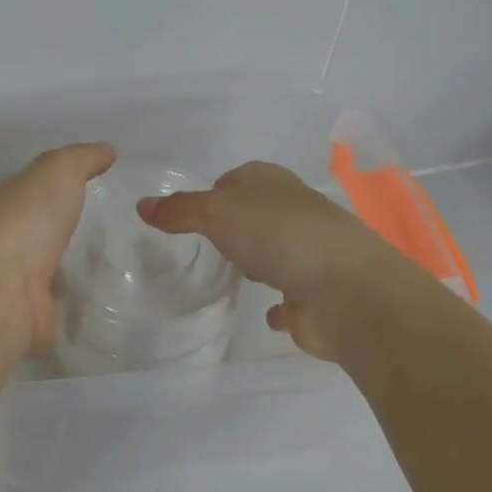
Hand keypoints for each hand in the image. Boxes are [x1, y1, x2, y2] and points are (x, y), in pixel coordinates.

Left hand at [0, 143, 115, 352]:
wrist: (4, 287)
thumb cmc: (29, 218)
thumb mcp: (59, 170)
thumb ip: (82, 158)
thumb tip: (107, 150)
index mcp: (12, 200)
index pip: (38, 187)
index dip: (63, 182)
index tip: (99, 184)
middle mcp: (11, 236)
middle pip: (44, 227)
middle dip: (70, 226)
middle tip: (116, 226)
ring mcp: (20, 277)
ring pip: (53, 266)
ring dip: (75, 265)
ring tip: (119, 263)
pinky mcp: (34, 312)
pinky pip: (63, 302)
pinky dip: (78, 300)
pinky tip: (105, 296)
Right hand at [138, 161, 435, 362]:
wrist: (350, 292)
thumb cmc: (280, 238)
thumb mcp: (217, 213)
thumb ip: (179, 210)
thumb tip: (141, 205)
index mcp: (273, 183)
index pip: (236, 179)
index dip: (212, 193)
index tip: (189, 215)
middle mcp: (295, 212)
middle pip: (256, 214)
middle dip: (235, 227)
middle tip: (206, 245)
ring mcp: (311, 254)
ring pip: (276, 252)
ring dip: (258, 260)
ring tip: (231, 275)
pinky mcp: (318, 294)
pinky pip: (291, 296)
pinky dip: (280, 304)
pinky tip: (264, 312)